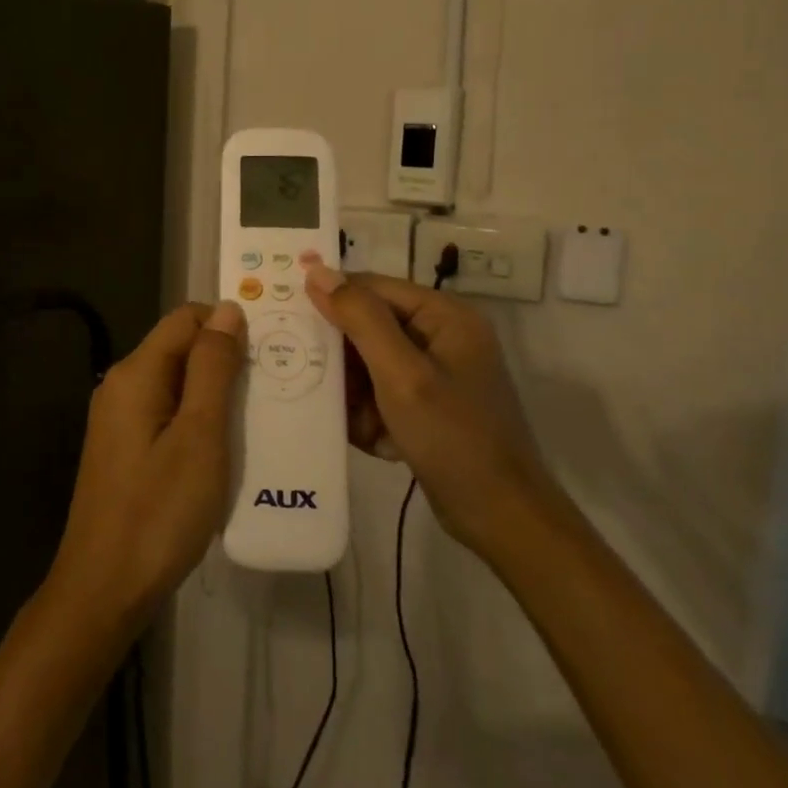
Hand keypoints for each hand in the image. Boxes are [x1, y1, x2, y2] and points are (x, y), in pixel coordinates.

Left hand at [45, 302, 246, 634]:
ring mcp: (119, 420)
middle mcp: (121, 386)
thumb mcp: (199, 436)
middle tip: (276, 385)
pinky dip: (199, 419)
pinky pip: (168, 414)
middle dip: (226, 359)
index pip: (185, 318)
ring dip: (217, 392)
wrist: (105, 588)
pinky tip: (227, 446)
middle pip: (179, 349)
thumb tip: (228, 309)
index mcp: (135, 374)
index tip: (272, 346)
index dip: (227, 323)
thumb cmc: (159, 512)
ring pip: (177, 384)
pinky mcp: (125, 449)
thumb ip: (213, 368)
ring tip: (261, 414)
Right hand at [303, 261, 558, 557]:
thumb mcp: (401, 374)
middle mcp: (441, 336)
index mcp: (444, 316)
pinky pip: (381, 396)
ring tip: (359, 423)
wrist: (500, 517)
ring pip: (369, 366)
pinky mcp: (427, 406)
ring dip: (356, 396)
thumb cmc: (452, 437)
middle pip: (369, 328)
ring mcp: (435, 374)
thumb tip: (318, 270)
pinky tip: (376, 441)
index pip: (372, 288)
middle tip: (312, 379)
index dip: (330, 300)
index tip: (288, 320)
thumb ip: (360, 319)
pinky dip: (371, 417)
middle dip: (343, 361)